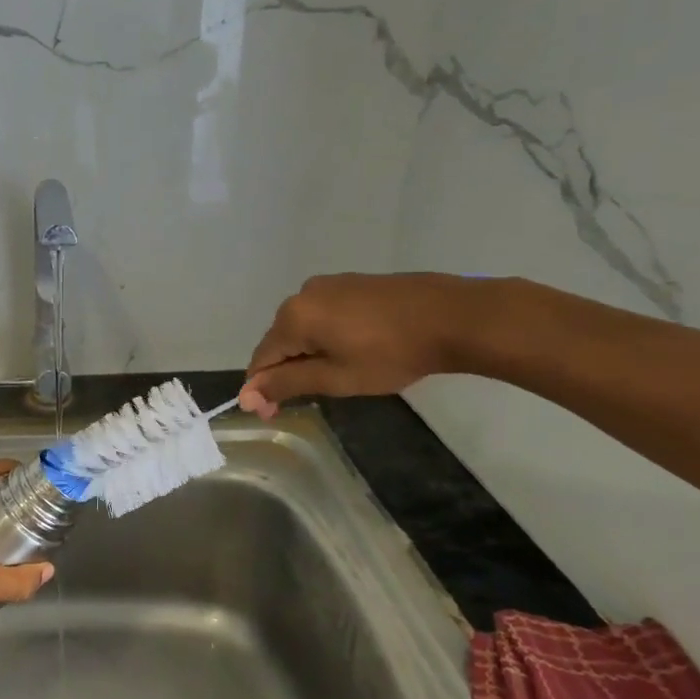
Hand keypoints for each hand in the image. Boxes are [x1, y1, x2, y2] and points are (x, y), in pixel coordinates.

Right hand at [239, 273, 479, 417]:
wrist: (454, 316)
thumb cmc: (391, 353)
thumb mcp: (336, 377)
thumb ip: (287, 384)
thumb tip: (246, 396)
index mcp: (293, 317)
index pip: (261, 358)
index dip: (262, 389)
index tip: (275, 415)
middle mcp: (303, 294)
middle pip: (280, 341)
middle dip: (287, 370)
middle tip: (313, 398)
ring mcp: (329, 284)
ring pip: (304, 327)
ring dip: (309, 354)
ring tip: (337, 376)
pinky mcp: (353, 283)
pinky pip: (325, 315)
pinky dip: (327, 336)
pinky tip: (353, 351)